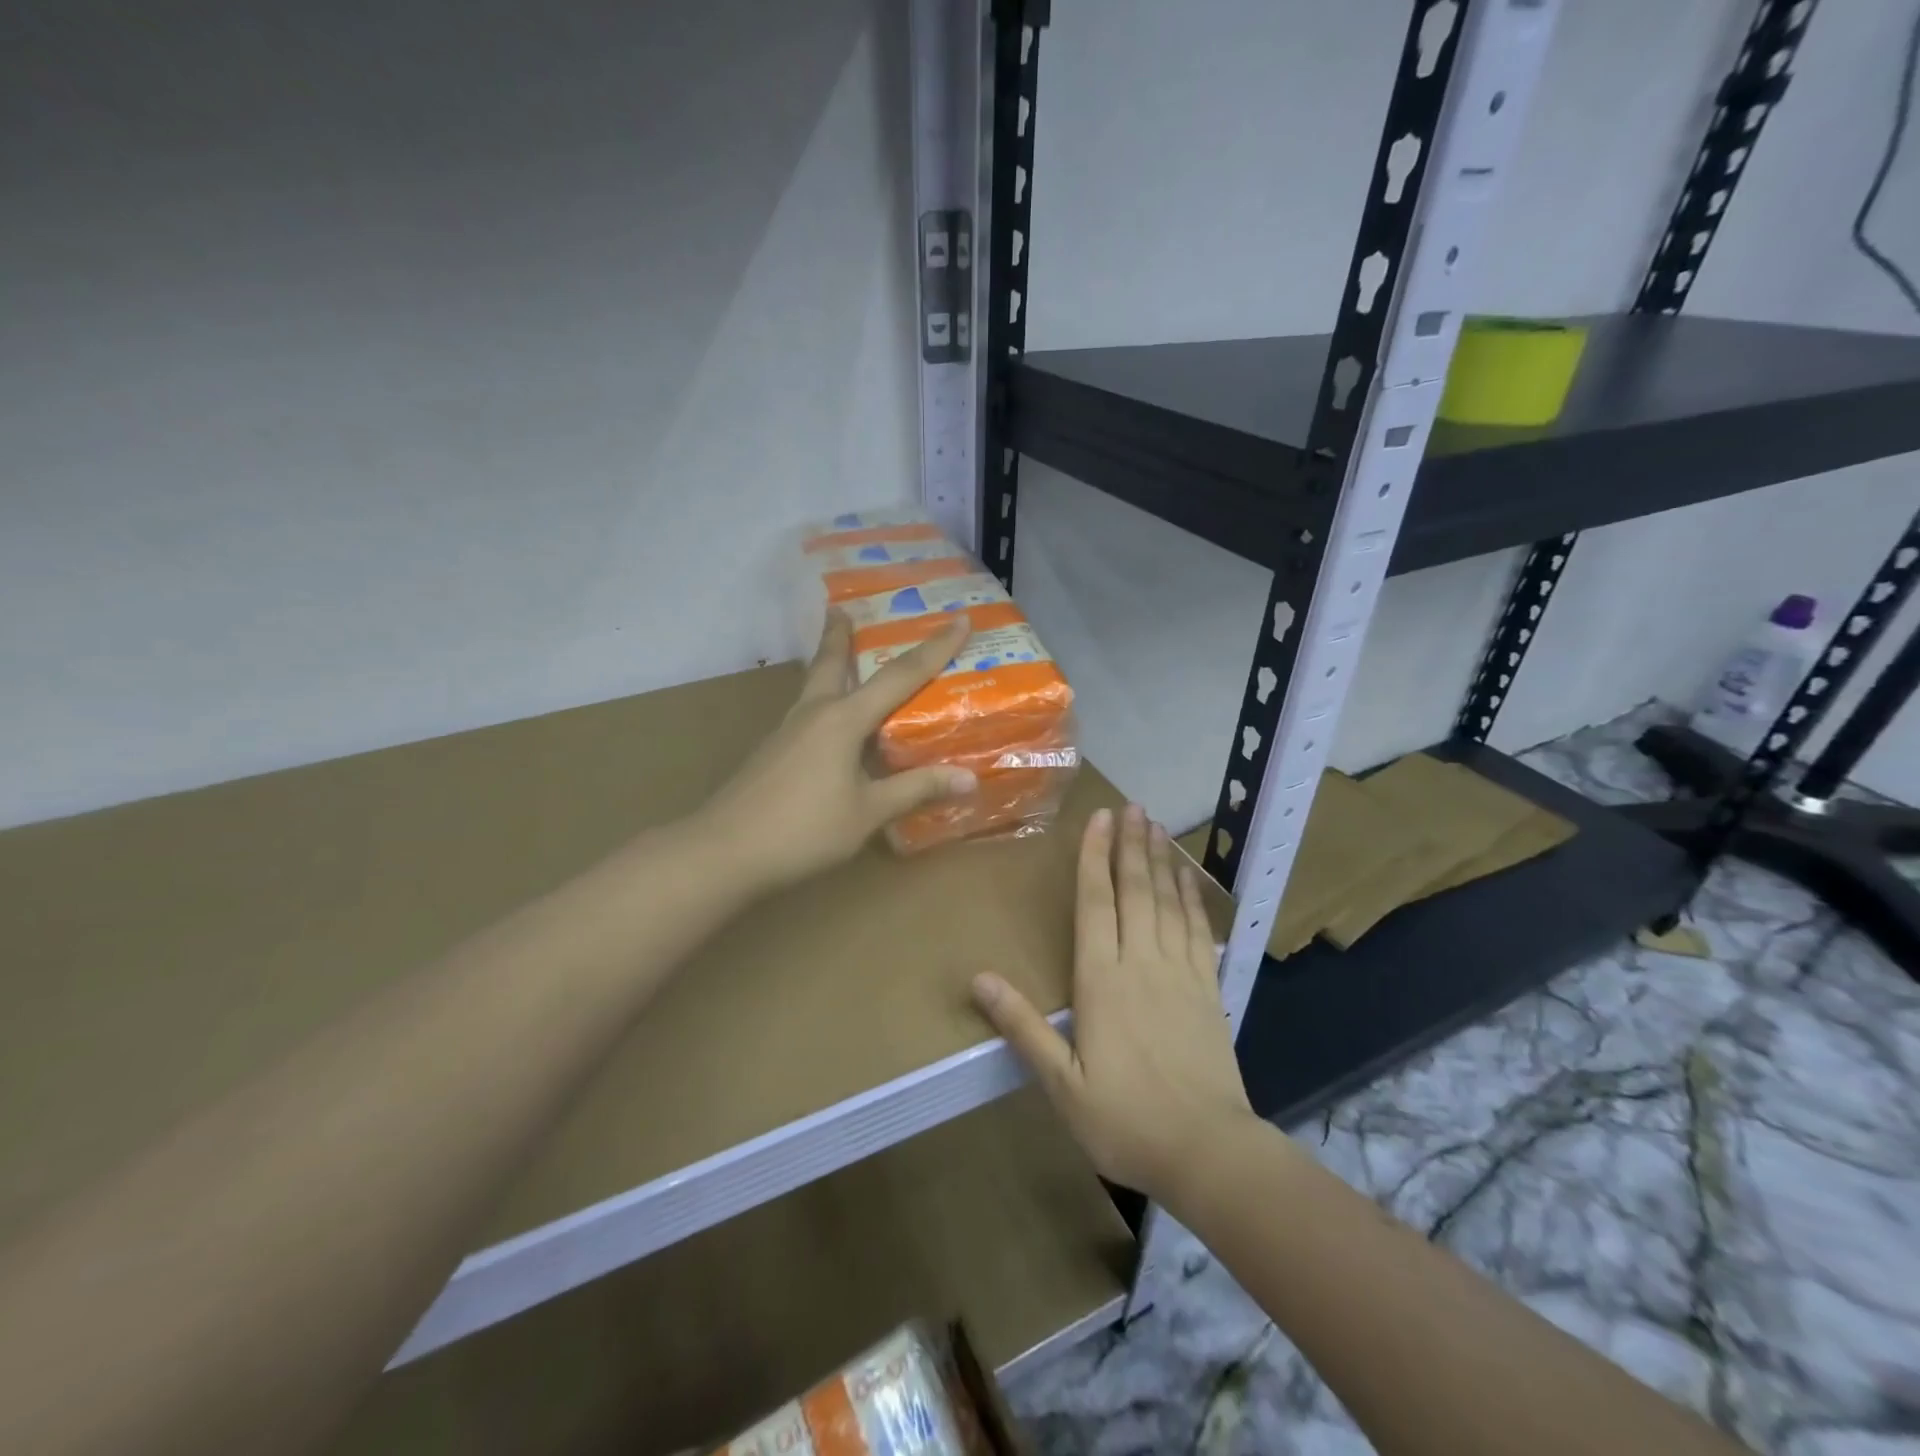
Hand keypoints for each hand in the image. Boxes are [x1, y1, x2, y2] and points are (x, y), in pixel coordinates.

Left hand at [697, 613, 975, 893]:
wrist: (724, 852)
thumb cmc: (804, 830)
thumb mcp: (868, 812)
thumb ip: (915, 790)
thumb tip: (969, 778)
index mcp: (843, 719)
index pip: (900, 676)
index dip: (935, 648)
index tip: (960, 619)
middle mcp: (814, 714)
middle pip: (831, 662)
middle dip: (839, 635)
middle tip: (842, 609)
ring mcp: (787, 732)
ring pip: (813, 686)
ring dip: (827, 664)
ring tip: (836, 652)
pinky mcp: (773, 752)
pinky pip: (806, 714)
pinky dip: (823, 702)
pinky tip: (827, 725)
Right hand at [971, 804, 1257, 1203]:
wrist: (1207, 1151)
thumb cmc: (1125, 1119)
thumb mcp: (1061, 1082)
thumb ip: (1021, 1026)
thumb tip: (979, 978)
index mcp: (1102, 980)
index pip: (1096, 903)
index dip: (1095, 858)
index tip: (1100, 819)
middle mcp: (1141, 962)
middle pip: (1135, 890)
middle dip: (1131, 845)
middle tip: (1133, 806)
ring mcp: (1180, 972)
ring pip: (1169, 902)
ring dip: (1162, 861)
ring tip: (1158, 826)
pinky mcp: (1209, 988)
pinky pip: (1198, 929)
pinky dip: (1192, 898)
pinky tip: (1189, 879)